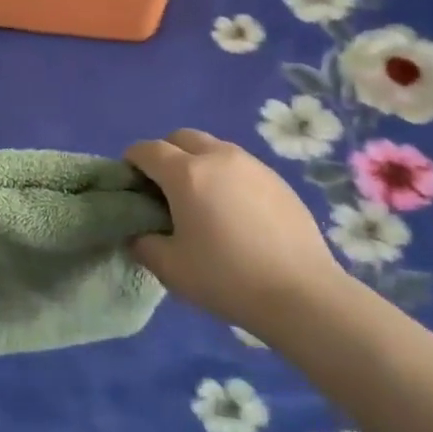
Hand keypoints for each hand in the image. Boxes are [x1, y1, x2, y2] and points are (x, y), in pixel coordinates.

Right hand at [125, 129, 345, 335]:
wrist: (302, 294)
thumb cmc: (227, 278)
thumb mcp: (170, 269)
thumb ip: (144, 244)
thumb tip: (138, 232)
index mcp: (186, 173)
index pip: (147, 150)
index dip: (132, 161)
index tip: (130, 182)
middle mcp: (218, 157)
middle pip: (181, 137)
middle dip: (165, 154)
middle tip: (163, 189)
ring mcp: (252, 164)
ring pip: (213, 147)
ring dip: (197, 161)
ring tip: (200, 199)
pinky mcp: (277, 179)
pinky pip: (239, 165)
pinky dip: (225, 175)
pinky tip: (233, 211)